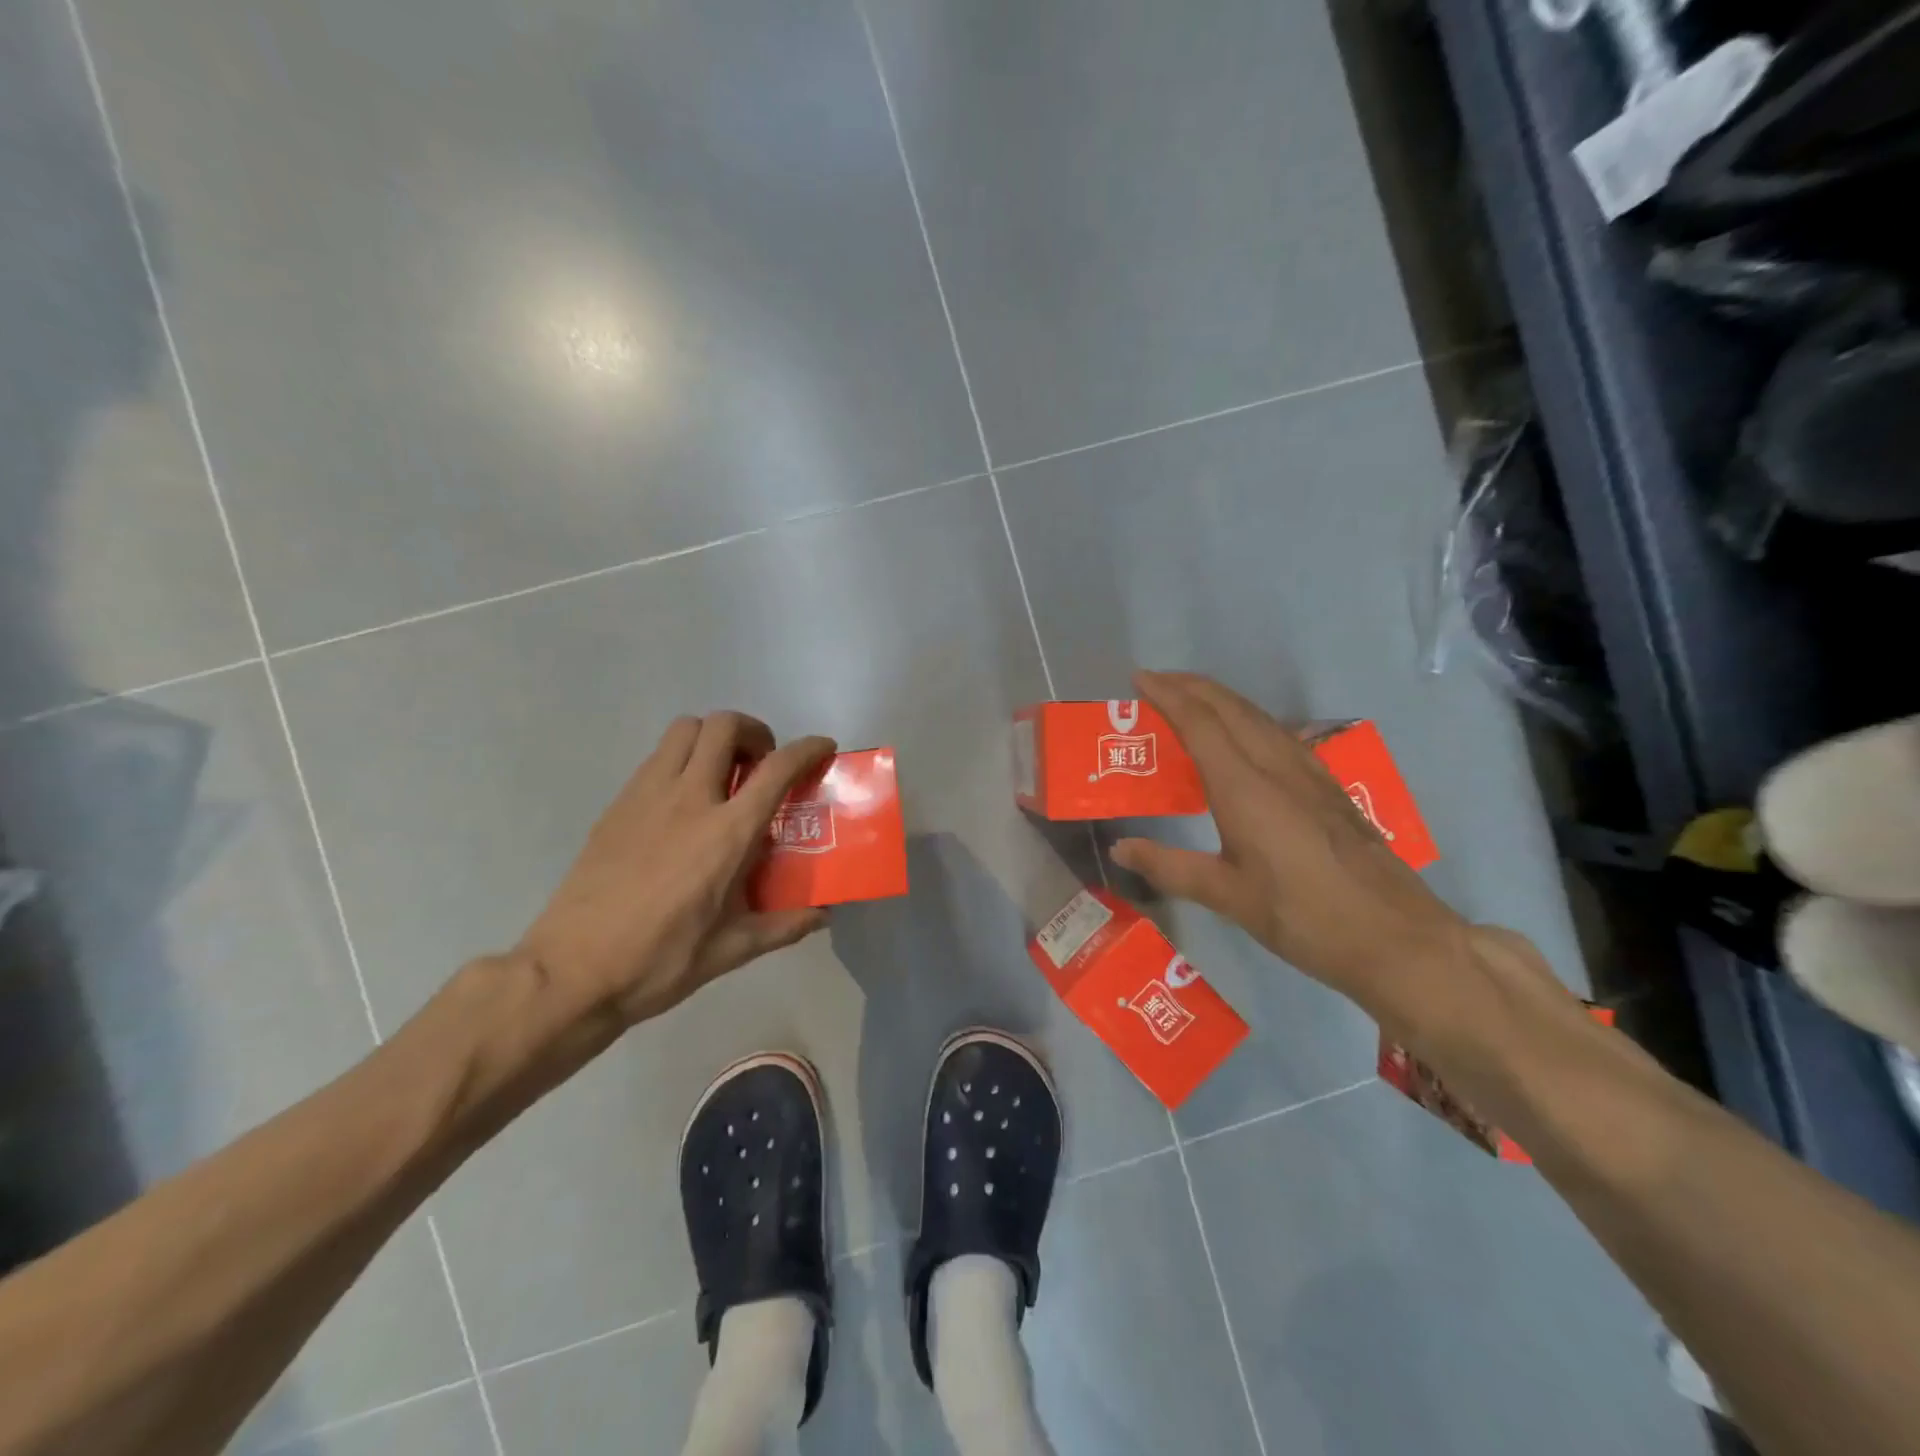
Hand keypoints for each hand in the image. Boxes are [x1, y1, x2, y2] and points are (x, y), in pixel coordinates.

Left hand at [517, 712, 835, 1026]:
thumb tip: (823, 916)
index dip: (807, 748)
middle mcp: (689, 799)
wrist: (572, 971)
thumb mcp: (732, 950)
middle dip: (754, 731)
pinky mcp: (618, 805)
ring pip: (685, 729)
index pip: (777, 768)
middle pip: (724, 726)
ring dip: (713, 737)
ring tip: (723, 773)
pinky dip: (681, 759)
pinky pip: (656, 757)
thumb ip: (784, 926)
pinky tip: (683, 801)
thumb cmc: (660, 960)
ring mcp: (647, 796)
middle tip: (762, 764)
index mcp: (727, 833)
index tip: (822, 747)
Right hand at [1110, 671, 1470, 1023]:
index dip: (1168, 696)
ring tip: (1191, 699)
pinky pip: (1279, 733)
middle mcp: (1277, 768)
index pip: (1200, 724)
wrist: (1396, 937)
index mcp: (1245, 789)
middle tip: (1157, 680)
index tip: (1140, 678)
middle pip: (1231, 707)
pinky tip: (1244, 735)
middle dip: (1192, 686)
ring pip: (1259, 716)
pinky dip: (1247, 718)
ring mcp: (1309, 774)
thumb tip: (1119, 847)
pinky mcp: (1328, 787)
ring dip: (1221, 698)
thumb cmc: (1304, 918)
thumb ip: (1170, 867)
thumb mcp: (1228, 896)